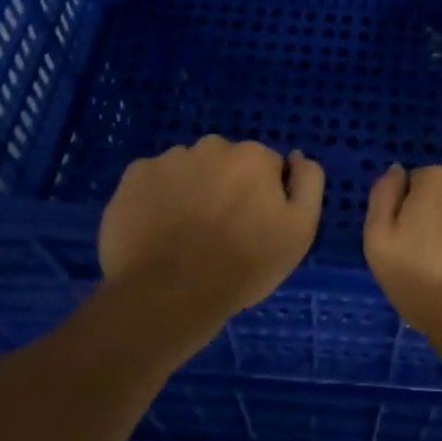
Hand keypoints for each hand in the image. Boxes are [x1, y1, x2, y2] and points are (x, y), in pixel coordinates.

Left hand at [93, 136, 323, 343]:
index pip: (266, 168)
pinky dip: (157, 197)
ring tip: (185, 234)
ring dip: (192, 190)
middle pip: (227, 163)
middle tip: (220, 231)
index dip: (263, 197)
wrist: (168, 294)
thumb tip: (296, 156)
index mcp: (253, 156)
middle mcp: (212, 146)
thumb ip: (309, 183)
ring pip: (189, 169)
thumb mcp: (300, 230)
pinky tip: (157, 229)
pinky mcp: (133, 177)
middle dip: (226, 187)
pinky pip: (153, 180)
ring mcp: (169, 159)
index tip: (254, 227)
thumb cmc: (243, 265)